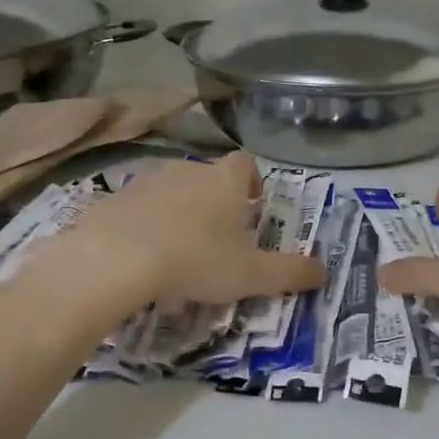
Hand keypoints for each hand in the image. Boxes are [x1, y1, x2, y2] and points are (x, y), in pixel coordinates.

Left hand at [53, 153, 326, 308]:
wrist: (115, 260)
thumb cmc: (196, 260)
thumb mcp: (252, 275)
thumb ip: (291, 273)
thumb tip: (326, 271)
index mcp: (224, 181)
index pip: (244, 163)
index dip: (251, 181)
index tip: (252, 206)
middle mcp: (186, 171)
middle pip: (206, 176)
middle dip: (214, 201)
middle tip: (218, 237)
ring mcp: (145, 182)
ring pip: (170, 190)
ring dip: (178, 212)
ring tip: (179, 251)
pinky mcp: (112, 200)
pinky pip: (136, 208)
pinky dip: (143, 225)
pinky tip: (142, 257)